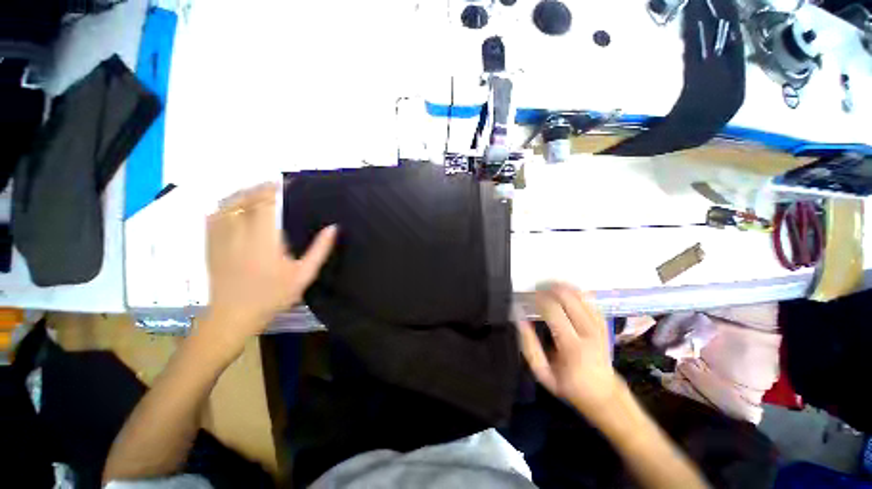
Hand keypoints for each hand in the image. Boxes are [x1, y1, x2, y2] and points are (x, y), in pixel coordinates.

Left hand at [202, 183, 336, 349]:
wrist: (233, 315)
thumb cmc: (272, 295)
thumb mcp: (304, 275)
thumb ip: (319, 250)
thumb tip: (333, 228)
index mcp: (265, 238)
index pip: (267, 202)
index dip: (275, 188)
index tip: (285, 182)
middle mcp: (240, 232)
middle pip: (245, 199)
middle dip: (259, 188)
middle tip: (273, 185)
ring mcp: (221, 237)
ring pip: (227, 204)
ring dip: (241, 193)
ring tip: (254, 191)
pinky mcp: (211, 244)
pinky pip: (213, 217)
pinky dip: (223, 206)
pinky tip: (231, 206)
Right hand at [517, 283, 621, 418]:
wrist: (604, 394)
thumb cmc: (569, 385)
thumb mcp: (542, 373)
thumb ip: (529, 346)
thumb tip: (520, 319)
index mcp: (572, 347)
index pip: (553, 311)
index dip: (539, 299)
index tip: (527, 298)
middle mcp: (589, 333)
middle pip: (570, 299)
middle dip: (550, 289)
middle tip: (537, 290)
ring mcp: (599, 327)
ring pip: (581, 296)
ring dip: (563, 288)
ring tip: (548, 286)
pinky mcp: (604, 325)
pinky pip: (591, 301)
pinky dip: (576, 292)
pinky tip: (566, 290)